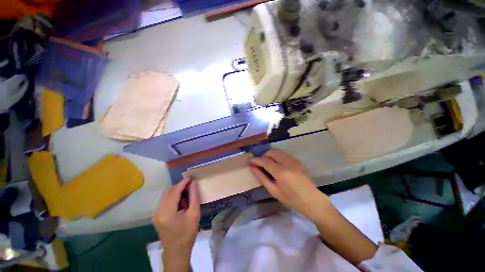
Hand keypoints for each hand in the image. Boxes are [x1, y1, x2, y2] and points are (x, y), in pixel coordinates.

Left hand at [152, 178, 199, 268]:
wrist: (177, 250)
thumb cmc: (188, 233)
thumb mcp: (194, 214)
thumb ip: (194, 196)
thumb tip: (193, 183)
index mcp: (167, 213)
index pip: (174, 191)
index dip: (183, 182)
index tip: (192, 177)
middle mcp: (158, 211)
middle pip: (168, 192)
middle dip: (180, 186)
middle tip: (191, 185)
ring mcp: (156, 214)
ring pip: (166, 195)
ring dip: (176, 191)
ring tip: (187, 192)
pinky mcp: (156, 215)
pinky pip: (165, 200)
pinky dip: (173, 196)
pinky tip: (181, 200)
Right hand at [249, 149, 329, 222]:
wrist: (311, 200)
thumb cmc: (291, 199)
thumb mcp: (273, 191)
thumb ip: (261, 177)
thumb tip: (252, 167)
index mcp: (281, 172)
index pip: (265, 161)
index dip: (256, 160)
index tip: (249, 161)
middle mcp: (287, 163)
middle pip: (271, 152)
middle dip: (263, 156)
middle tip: (260, 164)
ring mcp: (293, 160)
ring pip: (277, 151)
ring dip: (270, 155)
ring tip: (267, 163)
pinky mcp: (297, 160)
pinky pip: (283, 154)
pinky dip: (277, 156)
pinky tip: (277, 164)